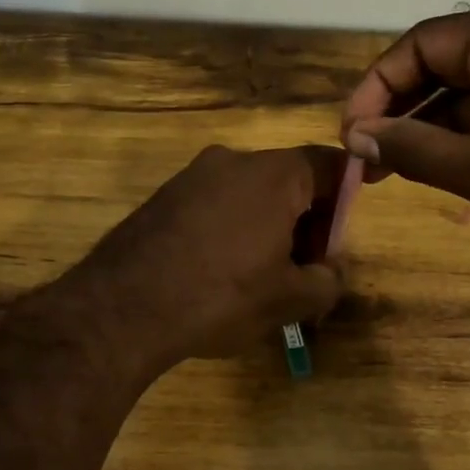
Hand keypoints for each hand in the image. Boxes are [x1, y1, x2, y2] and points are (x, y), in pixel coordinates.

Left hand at [47, 144, 347, 379]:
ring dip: (268, 228)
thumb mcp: (289, 299)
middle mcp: (232, 160)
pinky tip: (220, 274)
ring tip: (262, 280)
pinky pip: (215, 205)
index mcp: (273, 174)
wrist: (121, 309)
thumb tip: (331, 270)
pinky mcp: (164, 197)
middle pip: (289, 180)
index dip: (347, 199)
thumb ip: (327, 280)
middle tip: (305, 272)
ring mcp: (192, 176)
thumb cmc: (220, 296)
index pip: (330, 165)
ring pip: (249, 194)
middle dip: (306, 222)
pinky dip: (232, 230)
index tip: (338, 240)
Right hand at [340, 10, 469, 276]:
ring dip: (424, 128)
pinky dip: (457, 140)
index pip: (425, 43)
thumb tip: (356, 136)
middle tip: (364, 154)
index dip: (379, 83)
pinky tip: (432, 171)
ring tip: (387, 169)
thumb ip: (413, 148)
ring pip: (465, 94)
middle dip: (398, 108)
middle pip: (443, 64)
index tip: (353, 131)